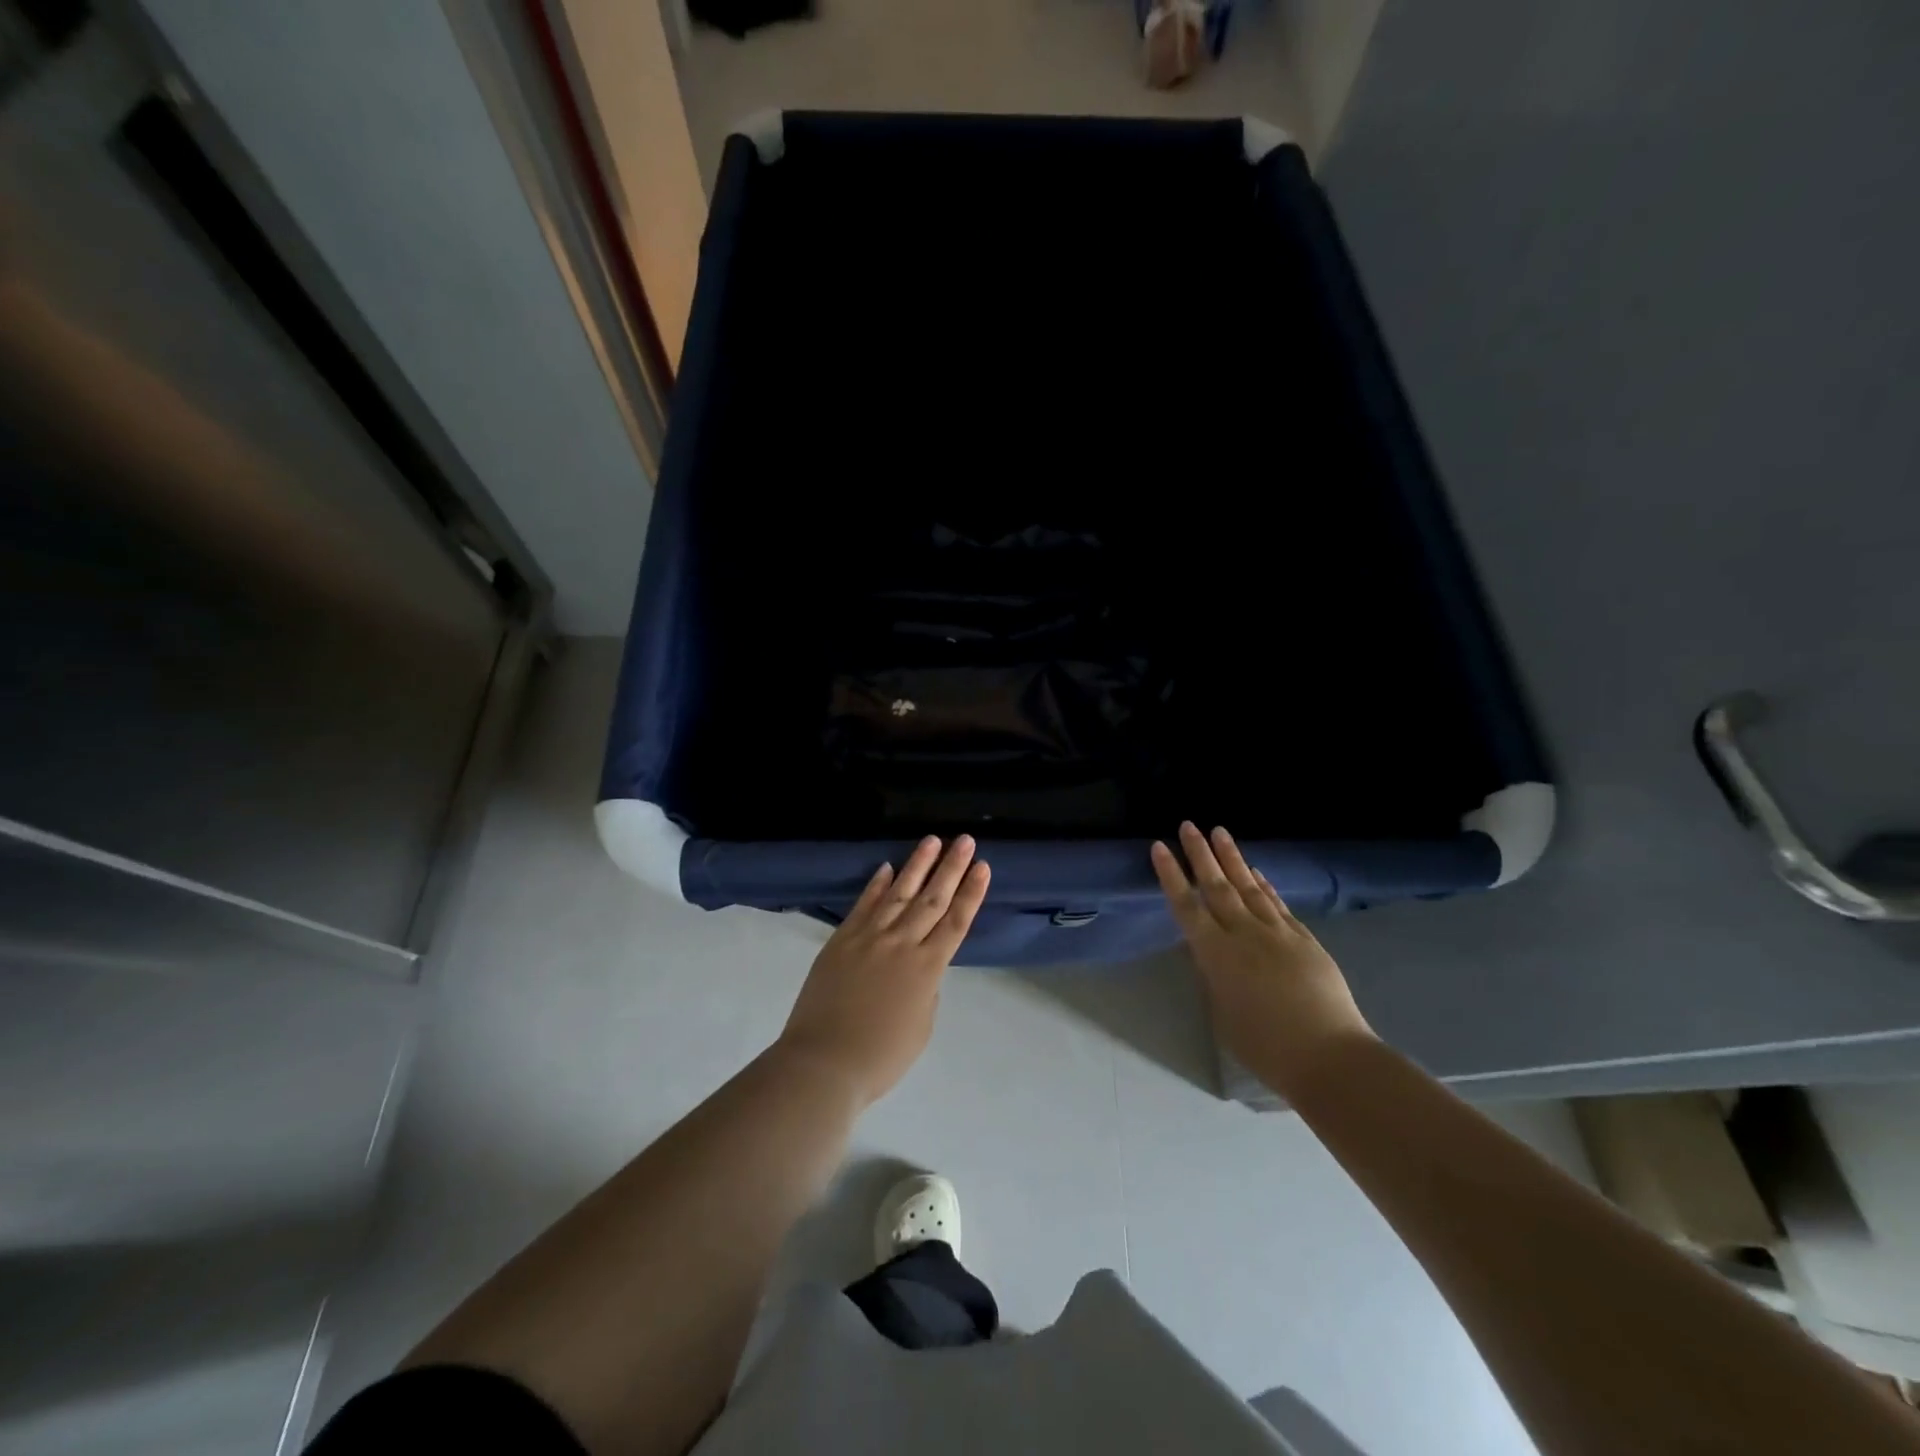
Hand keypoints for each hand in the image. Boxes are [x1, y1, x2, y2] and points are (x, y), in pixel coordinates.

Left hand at [776, 836, 989, 1106]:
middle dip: (951, 868)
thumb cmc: (881, 1056)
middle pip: (932, 899)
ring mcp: (869, 937)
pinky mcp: (842, 939)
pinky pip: (863, 905)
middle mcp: (902, 944)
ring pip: (899, 893)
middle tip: (965, 840)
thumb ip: (927, 990)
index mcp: (928, 969)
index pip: (956, 922)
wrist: (824, 1062)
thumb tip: (919, 966)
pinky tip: (886, 867)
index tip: (983, 866)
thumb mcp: (921, 1027)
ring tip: (932, 841)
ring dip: (917, 865)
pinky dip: (876, 885)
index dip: (971, 893)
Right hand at [1152, 822, 1374, 1096]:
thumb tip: (1211, 954)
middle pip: (1217, 886)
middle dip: (1200, 854)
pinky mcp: (1303, 939)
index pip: (1186, 906)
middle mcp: (1243, 934)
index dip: (1171, 876)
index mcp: (1216, 954)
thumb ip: (1214, 977)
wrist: (1328, 1055)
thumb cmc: (1264, 1046)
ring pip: (1248, 886)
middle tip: (1188, 825)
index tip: (1159, 847)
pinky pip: (1277, 903)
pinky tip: (1256, 871)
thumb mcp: (1222, 1013)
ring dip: (1232, 858)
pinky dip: (1264, 884)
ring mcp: (1277, 933)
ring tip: (1219, 832)